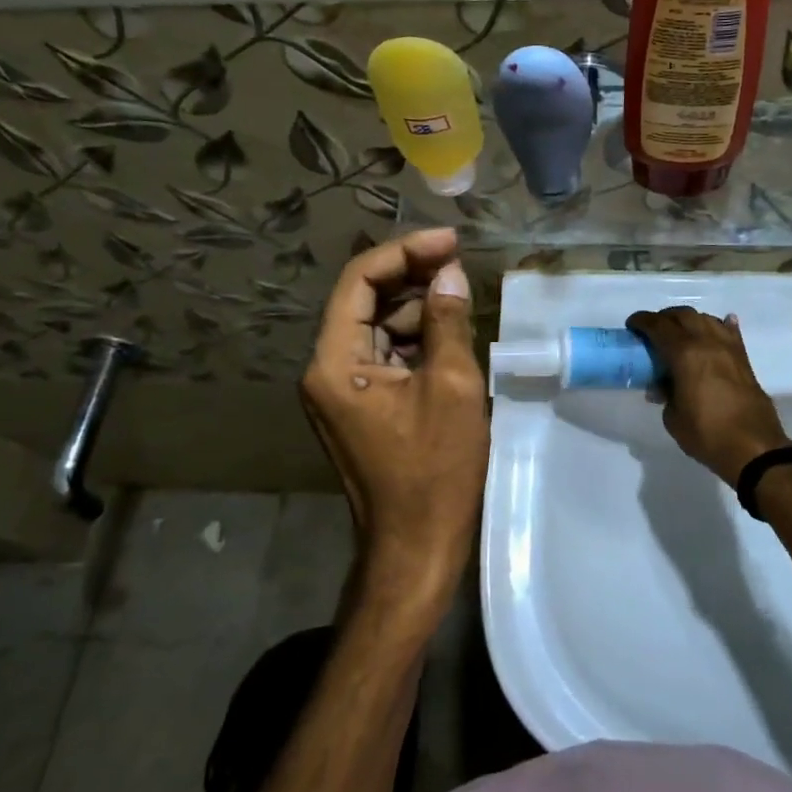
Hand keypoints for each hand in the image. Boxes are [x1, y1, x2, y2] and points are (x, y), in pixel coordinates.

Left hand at [300, 229, 488, 613]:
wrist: (416, 550)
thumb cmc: (434, 471)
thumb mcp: (451, 387)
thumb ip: (448, 321)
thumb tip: (451, 274)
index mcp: (335, 362)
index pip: (359, 281)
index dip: (405, 252)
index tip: (450, 241)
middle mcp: (328, 370)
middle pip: (366, 302)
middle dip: (414, 279)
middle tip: (461, 266)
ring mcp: (344, 391)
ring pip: (379, 328)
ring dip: (419, 310)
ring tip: (463, 301)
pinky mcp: (363, 407)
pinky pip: (388, 357)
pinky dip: (418, 341)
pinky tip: (451, 336)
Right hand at [625, 307, 790, 487]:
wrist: (754, 448)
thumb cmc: (707, 434)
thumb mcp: (674, 418)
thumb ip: (666, 394)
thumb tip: (663, 386)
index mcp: (685, 354)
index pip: (659, 326)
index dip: (642, 321)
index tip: (632, 325)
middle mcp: (707, 342)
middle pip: (683, 315)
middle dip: (665, 317)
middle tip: (653, 330)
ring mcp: (729, 348)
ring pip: (706, 319)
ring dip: (689, 321)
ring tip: (680, 333)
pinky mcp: (744, 359)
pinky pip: (730, 333)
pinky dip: (720, 326)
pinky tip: (718, 327)